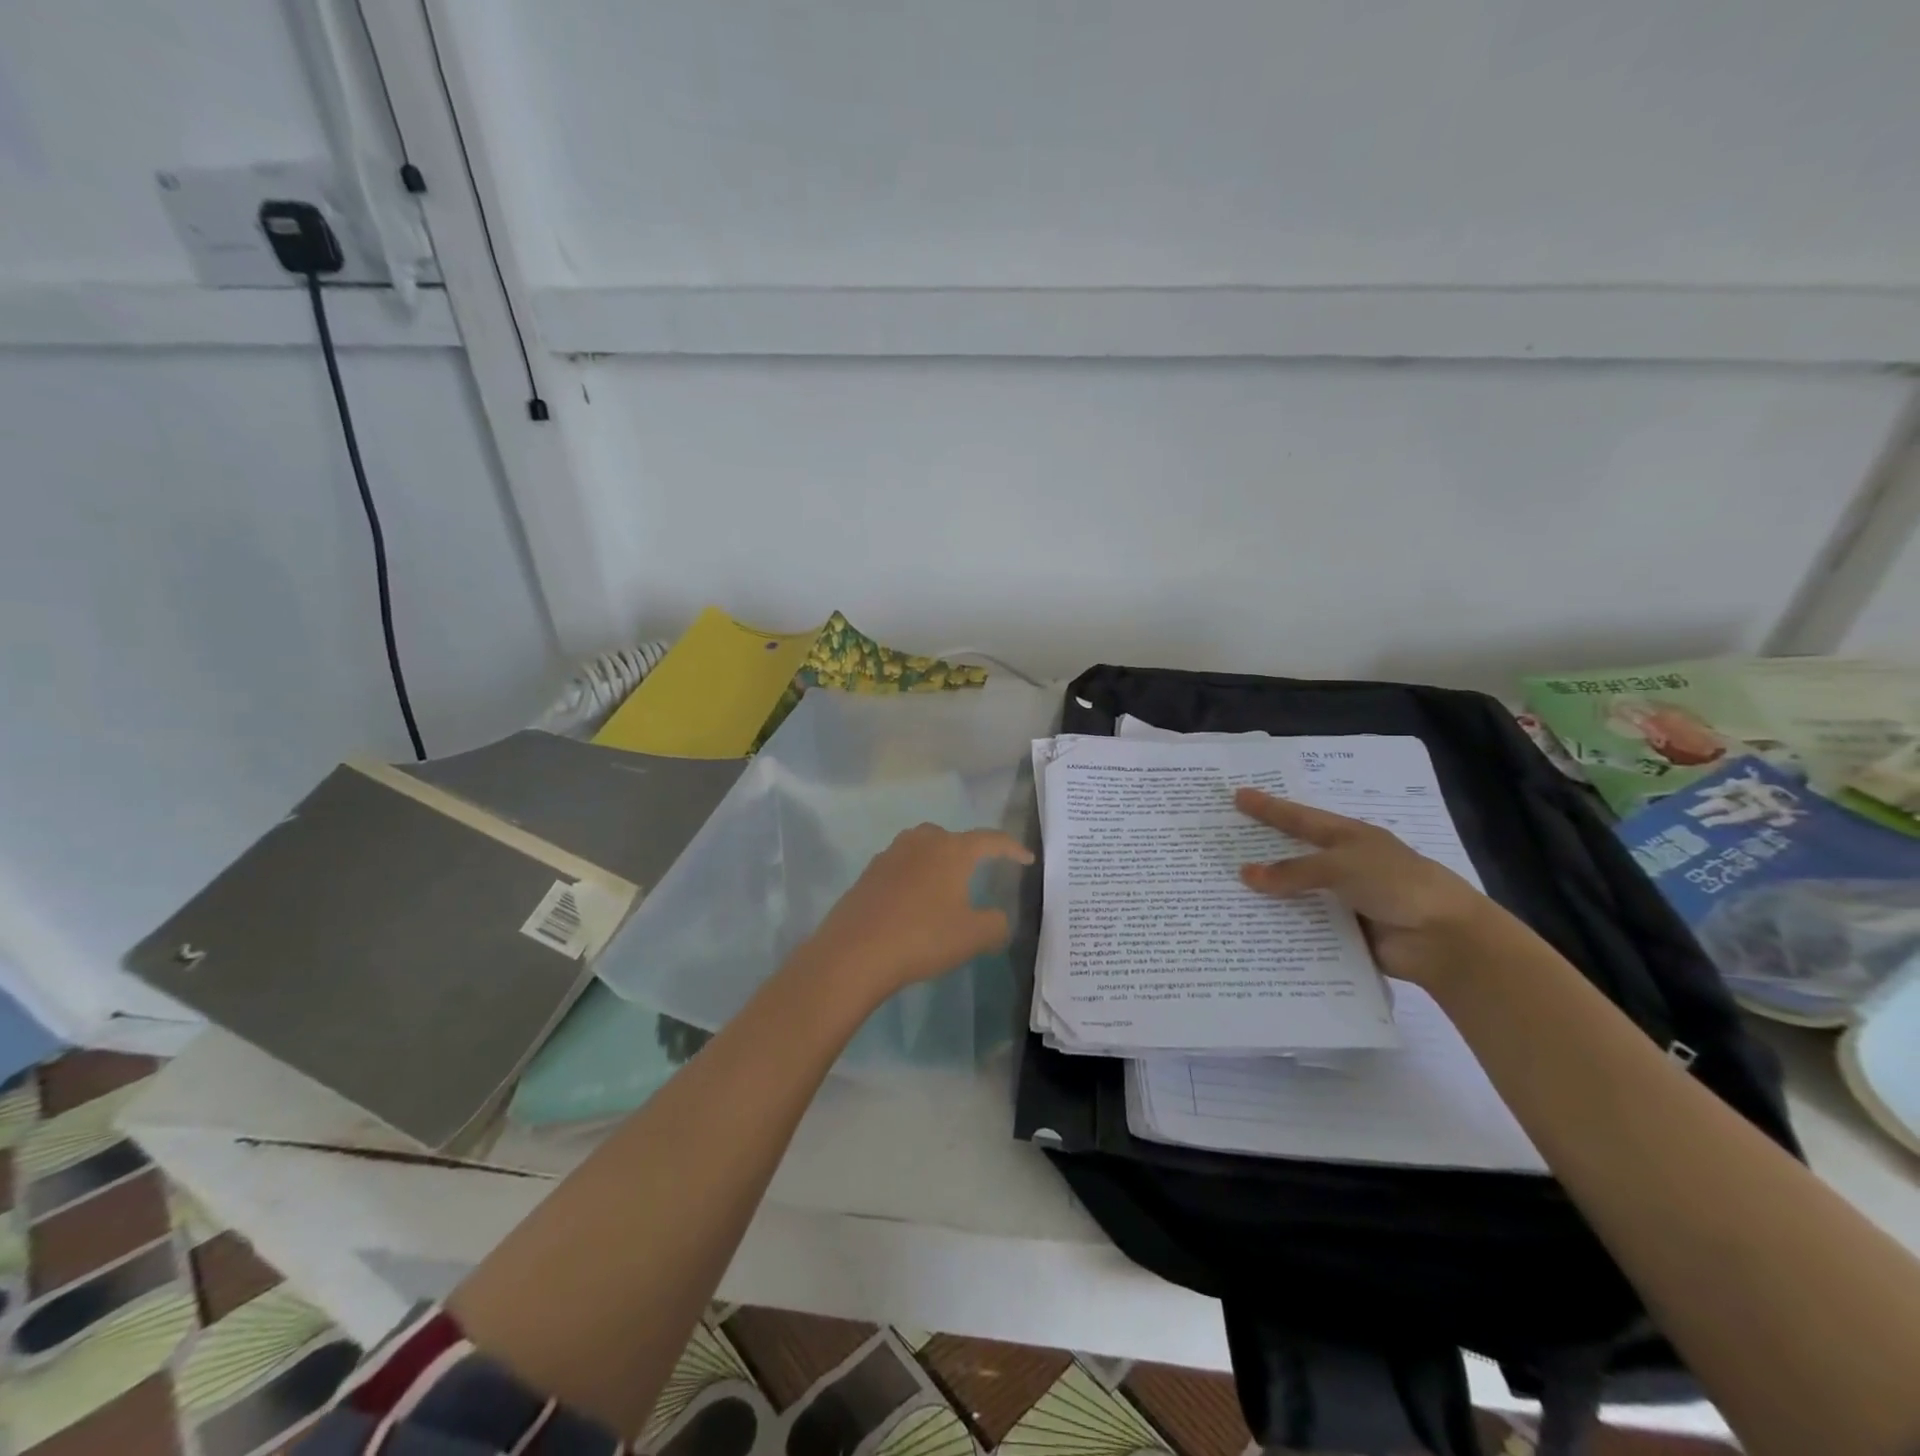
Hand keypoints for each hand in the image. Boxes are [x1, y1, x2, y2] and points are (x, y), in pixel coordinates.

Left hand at [800, 824, 1034, 1003]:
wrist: (854, 952)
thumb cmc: (922, 937)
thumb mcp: (974, 936)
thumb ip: (996, 924)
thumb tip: (997, 918)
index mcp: (952, 850)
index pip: (990, 840)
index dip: (1012, 848)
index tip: (1026, 859)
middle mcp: (920, 843)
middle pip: (951, 838)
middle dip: (967, 851)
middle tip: (977, 872)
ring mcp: (889, 856)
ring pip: (920, 848)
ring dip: (936, 862)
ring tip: (943, 887)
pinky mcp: (867, 875)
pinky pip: (899, 867)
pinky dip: (912, 878)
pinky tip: (911, 903)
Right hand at [1234, 788, 1502, 989]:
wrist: (1444, 939)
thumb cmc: (1396, 884)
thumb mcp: (1341, 866)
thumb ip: (1293, 871)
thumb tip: (1246, 874)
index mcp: (1348, 838)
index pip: (1299, 818)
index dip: (1269, 808)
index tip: (1238, 796)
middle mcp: (1344, 866)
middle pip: (1294, 856)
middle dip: (1261, 851)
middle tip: (1221, 845)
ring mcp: (1344, 900)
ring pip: (1296, 894)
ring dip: (1268, 895)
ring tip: (1223, 892)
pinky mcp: (1344, 932)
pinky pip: (1306, 927)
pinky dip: (1284, 928)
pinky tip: (1250, 929)